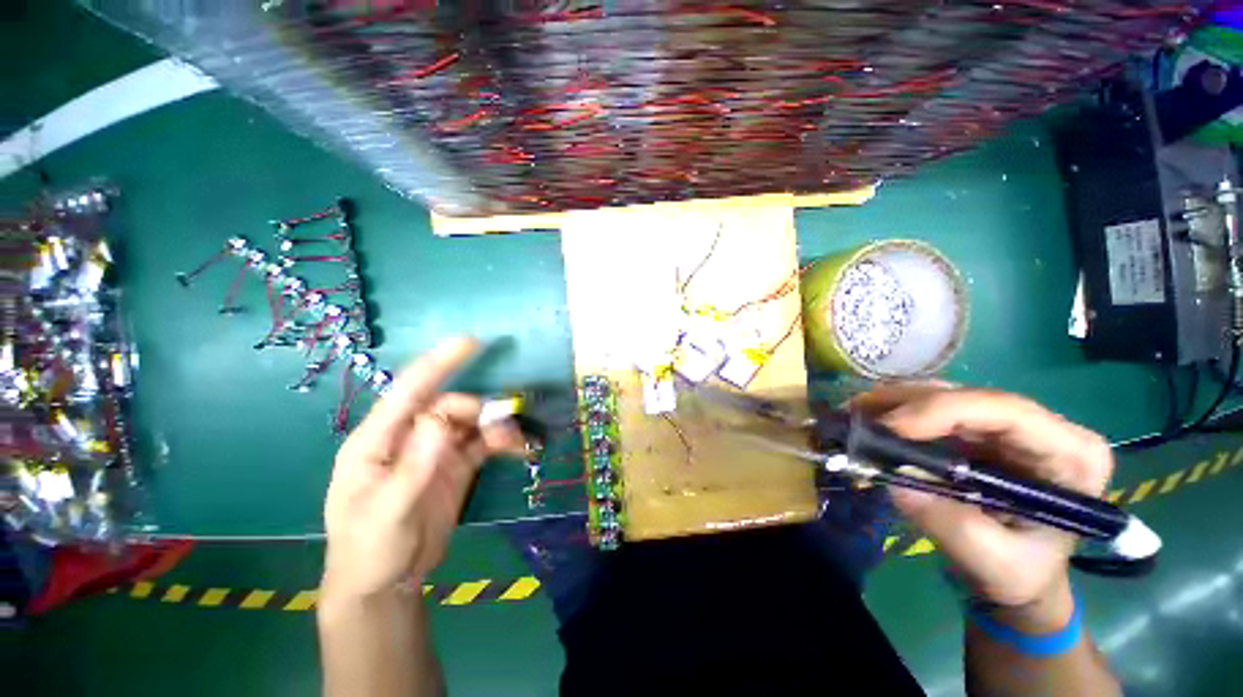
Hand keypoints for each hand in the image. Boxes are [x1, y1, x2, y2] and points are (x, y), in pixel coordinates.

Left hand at [322, 337, 523, 601]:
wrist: (386, 583)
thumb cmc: (370, 548)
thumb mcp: (387, 511)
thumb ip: (415, 465)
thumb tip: (442, 419)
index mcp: (378, 441)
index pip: (409, 391)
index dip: (439, 364)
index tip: (471, 342)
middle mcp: (408, 437)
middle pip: (449, 407)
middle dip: (479, 411)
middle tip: (504, 427)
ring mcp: (434, 451)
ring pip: (470, 423)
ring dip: (495, 425)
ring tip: (516, 440)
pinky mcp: (455, 466)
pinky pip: (482, 444)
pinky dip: (501, 442)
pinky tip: (518, 448)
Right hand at [853, 385, 1114, 630]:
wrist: (1018, 575)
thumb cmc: (1021, 574)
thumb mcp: (996, 564)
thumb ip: (954, 526)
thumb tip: (898, 481)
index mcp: (1070, 455)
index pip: (1006, 411)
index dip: (944, 410)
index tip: (891, 428)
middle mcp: (1041, 428)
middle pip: (968, 397)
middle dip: (908, 404)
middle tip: (856, 417)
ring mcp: (1006, 425)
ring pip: (944, 395)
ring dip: (893, 402)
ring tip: (853, 416)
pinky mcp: (976, 430)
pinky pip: (930, 408)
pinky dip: (894, 411)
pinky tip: (867, 419)